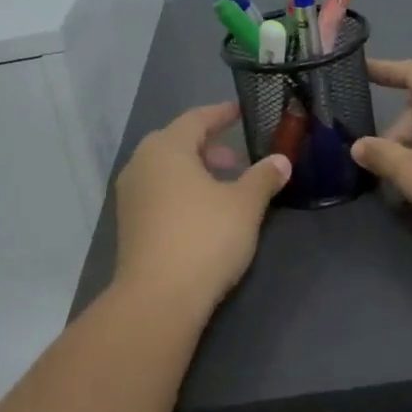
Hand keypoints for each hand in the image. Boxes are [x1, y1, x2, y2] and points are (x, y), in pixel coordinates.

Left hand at [113, 101, 291, 314]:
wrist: (157, 298)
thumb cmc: (204, 237)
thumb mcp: (244, 205)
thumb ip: (263, 177)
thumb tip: (282, 161)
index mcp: (166, 148)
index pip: (196, 119)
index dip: (221, 114)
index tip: (240, 112)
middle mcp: (141, 164)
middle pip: (178, 143)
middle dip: (210, 147)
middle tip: (238, 159)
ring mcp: (130, 195)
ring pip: (167, 170)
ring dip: (196, 171)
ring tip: (226, 187)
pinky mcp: (129, 224)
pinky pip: (159, 192)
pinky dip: (182, 191)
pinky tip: (204, 212)